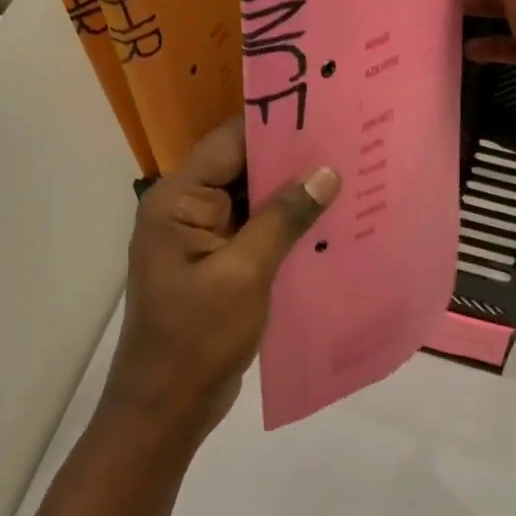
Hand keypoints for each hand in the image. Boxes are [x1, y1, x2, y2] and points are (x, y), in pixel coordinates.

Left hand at [100, 117, 340, 443]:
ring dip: (291, 195)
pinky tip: (327, 224)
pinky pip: (253, 234)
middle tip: (347, 141)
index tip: (325, 110)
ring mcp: (201, 240)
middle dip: (290, 160)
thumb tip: (325, 173)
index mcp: (177, 201)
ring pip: (251, 202)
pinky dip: (284, 228)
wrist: (168, 405)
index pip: (228, 143)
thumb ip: (283, 219)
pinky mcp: (217, 266)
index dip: (274, 124)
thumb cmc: (198, 336)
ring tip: (347, 175)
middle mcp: (185, 211)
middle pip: (240, 169)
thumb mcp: (245, 273)